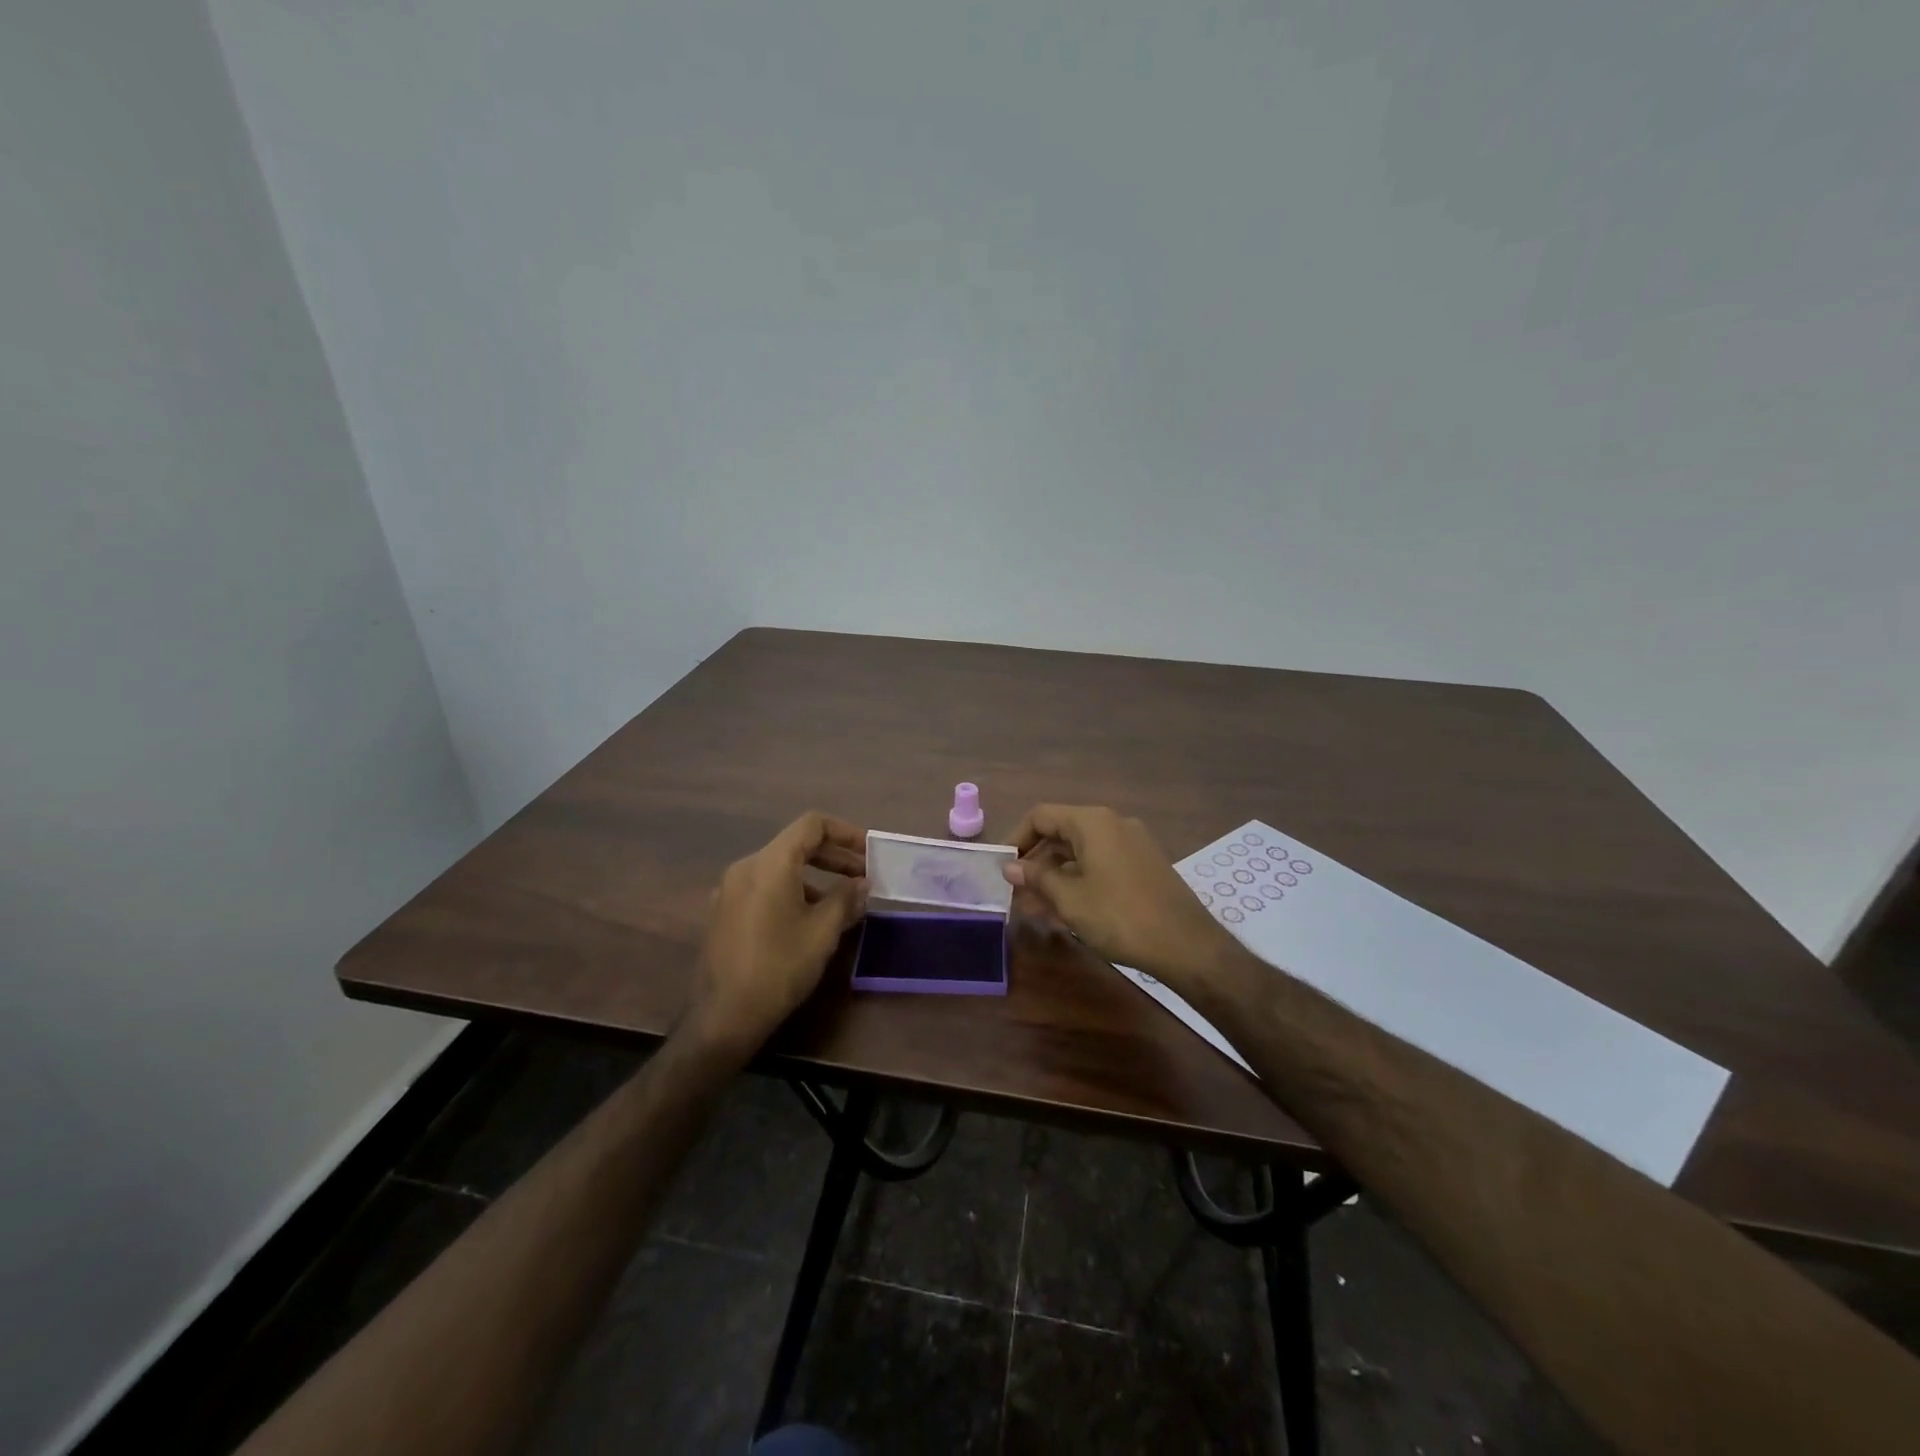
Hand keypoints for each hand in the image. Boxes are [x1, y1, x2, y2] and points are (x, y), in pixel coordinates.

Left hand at [685, 813, 867, 1056]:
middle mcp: (746, 867)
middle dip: (834, 857)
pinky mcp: (723, 912)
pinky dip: (792, 891)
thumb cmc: (780, 967)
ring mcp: (730, 890)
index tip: (869, 853)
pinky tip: (808, 920)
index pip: (812, 825)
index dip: (845, 833)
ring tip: (841, 903)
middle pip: (795, 845)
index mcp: (770, 863)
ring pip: (780, 868)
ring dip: (814, 877)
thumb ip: (846, 898)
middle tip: (862, 877)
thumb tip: (862, 883)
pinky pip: (764, 887)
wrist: (724, 1016)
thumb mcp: (823, 931)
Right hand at [1002, 804, 1233, 989]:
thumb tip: (1010, 868)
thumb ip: (1036, 878)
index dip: (1016, 838)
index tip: (1002, 868)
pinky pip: (1101, 864)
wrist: (1186, 945)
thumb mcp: (1069, 898)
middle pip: (1061, 833)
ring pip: (1081, 853)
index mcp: (1092, 822)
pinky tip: (1067, 911)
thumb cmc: (1119, 916)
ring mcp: (1133, 844)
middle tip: (1016, 893)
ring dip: (1055, 876)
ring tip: (1035, 908)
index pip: (1041, 816)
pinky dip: (1079, 881)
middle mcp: (1113, 823)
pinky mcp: (1144, 865)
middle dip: (1035, 862)